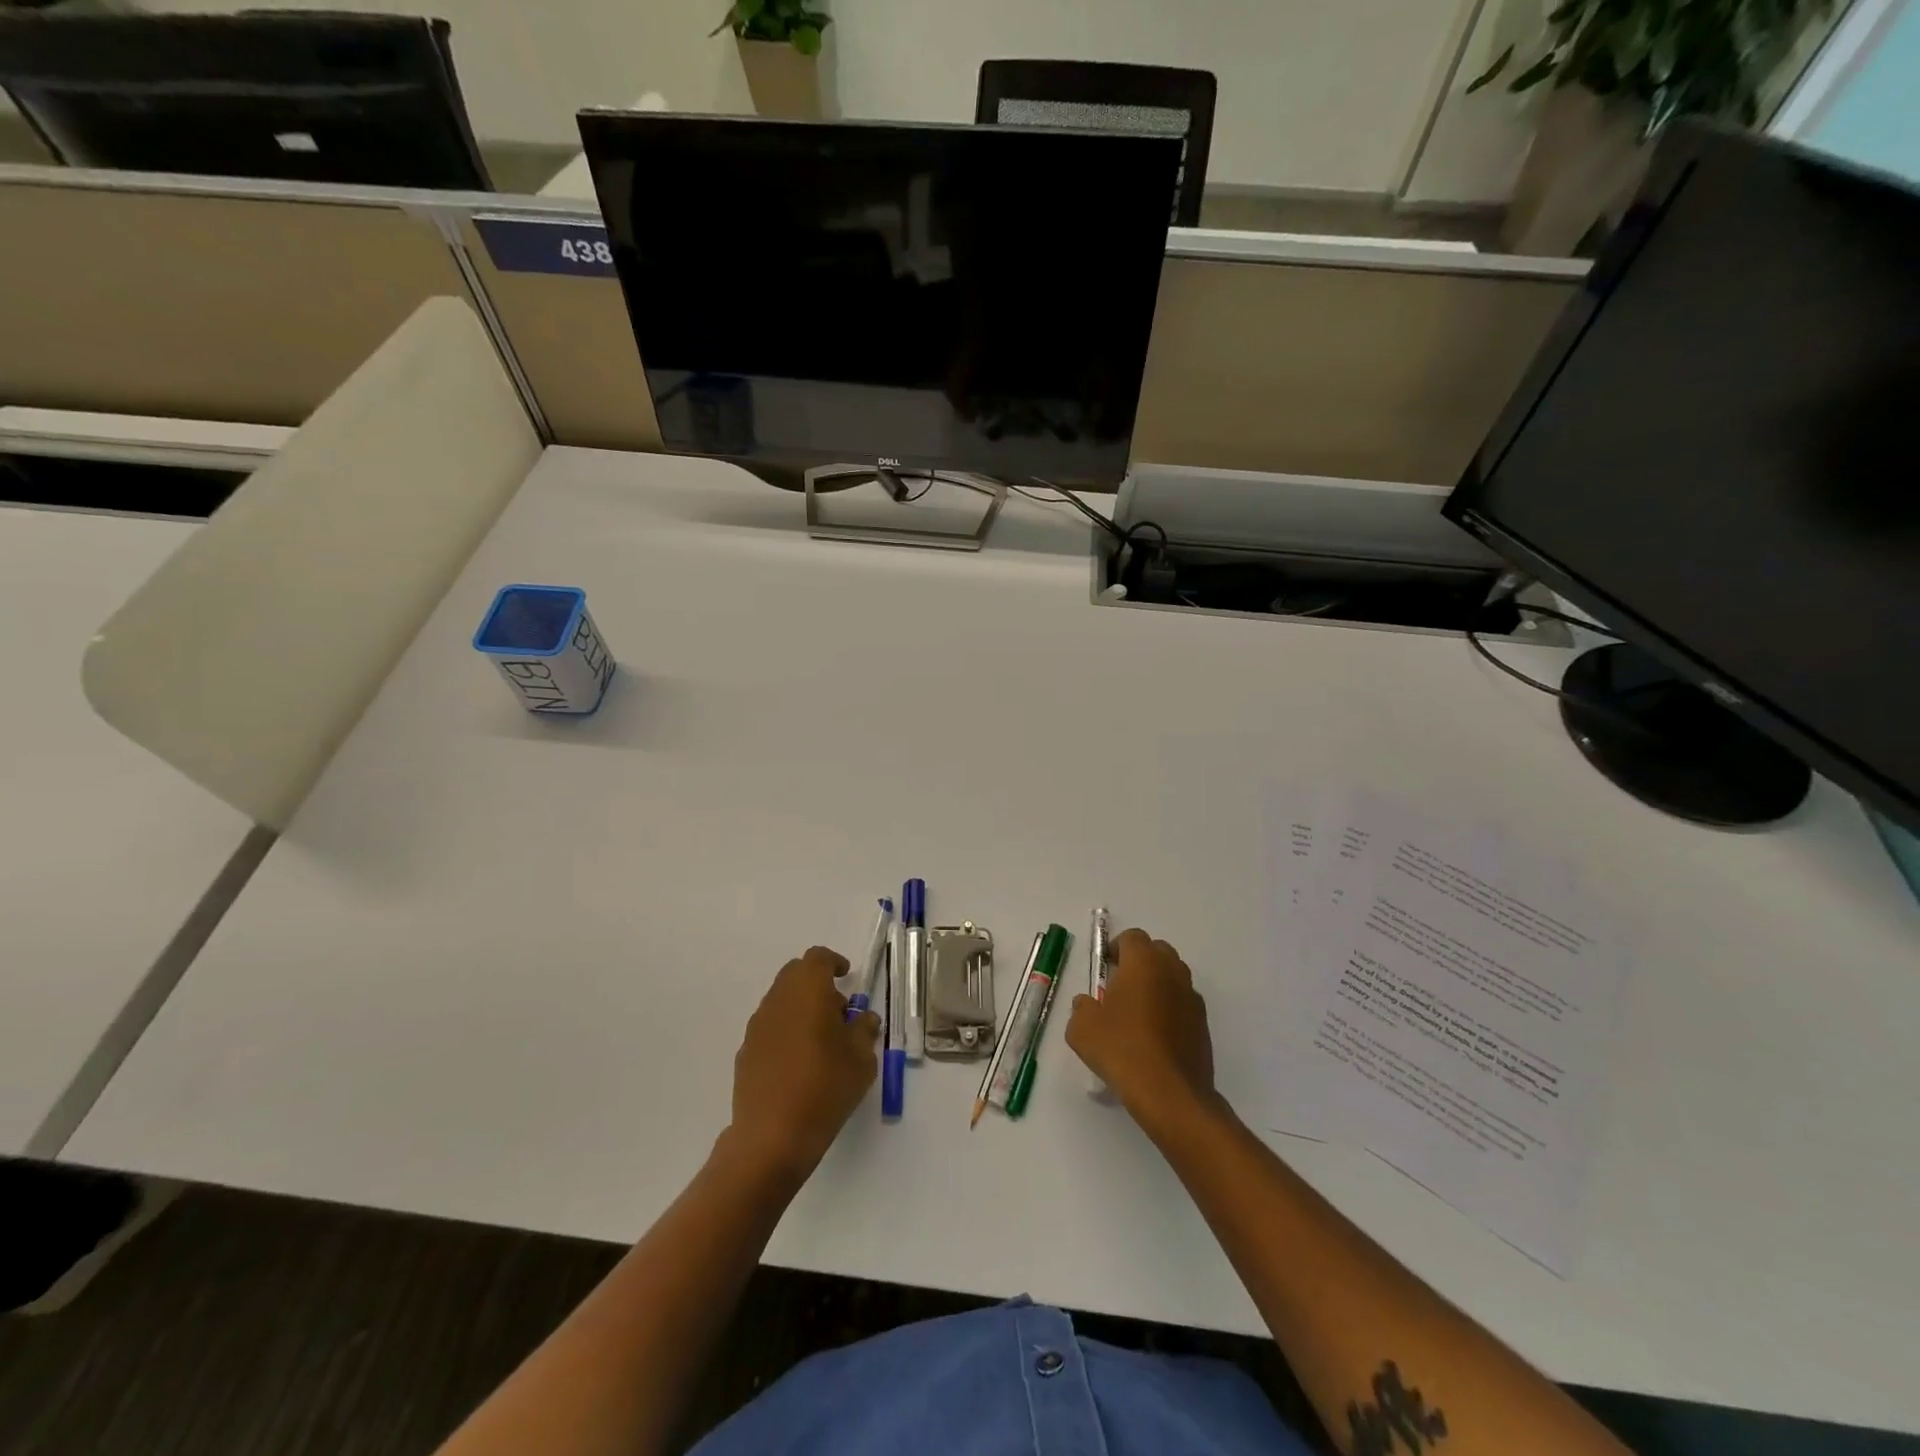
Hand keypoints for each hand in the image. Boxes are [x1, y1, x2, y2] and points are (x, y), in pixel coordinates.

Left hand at [724, 947, 880, 1181]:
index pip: (818, 958)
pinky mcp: (745, 1052)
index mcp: (807, 991)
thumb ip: (864, 1030)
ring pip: (781, 1000)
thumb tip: (862, 1019)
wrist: (772, 1137)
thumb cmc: (825, 1087)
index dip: (834, 963)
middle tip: (838, 1011)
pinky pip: (770, 1027)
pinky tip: (799, 1063)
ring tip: (821, 1040)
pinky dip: (786, 1031)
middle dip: (817, 984)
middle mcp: (778, 999)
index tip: (847, 977)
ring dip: (801, 1008)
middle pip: (795, 974)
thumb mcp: (862, 1059)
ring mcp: (757, 1026)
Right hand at [1066, 929, 1217, 1130]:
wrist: (1170, 1094)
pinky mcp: (1203, 1024)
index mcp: (1144, 963)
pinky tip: (1155, 1035)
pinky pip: (1184, 1003)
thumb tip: (1087, 1003)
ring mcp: (1192, 998)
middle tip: (1120, 985)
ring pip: (1174, 977)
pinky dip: (1170, 1008)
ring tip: (1137, 1012)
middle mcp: (1172, 972)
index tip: (1105, 967)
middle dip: (1140, 961)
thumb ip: (1081, 1008)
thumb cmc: (1122, 1050)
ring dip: (1157, 984)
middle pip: (1158, 951)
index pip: (1133, 937)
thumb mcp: (1082, 1029)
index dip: (1116, 948)